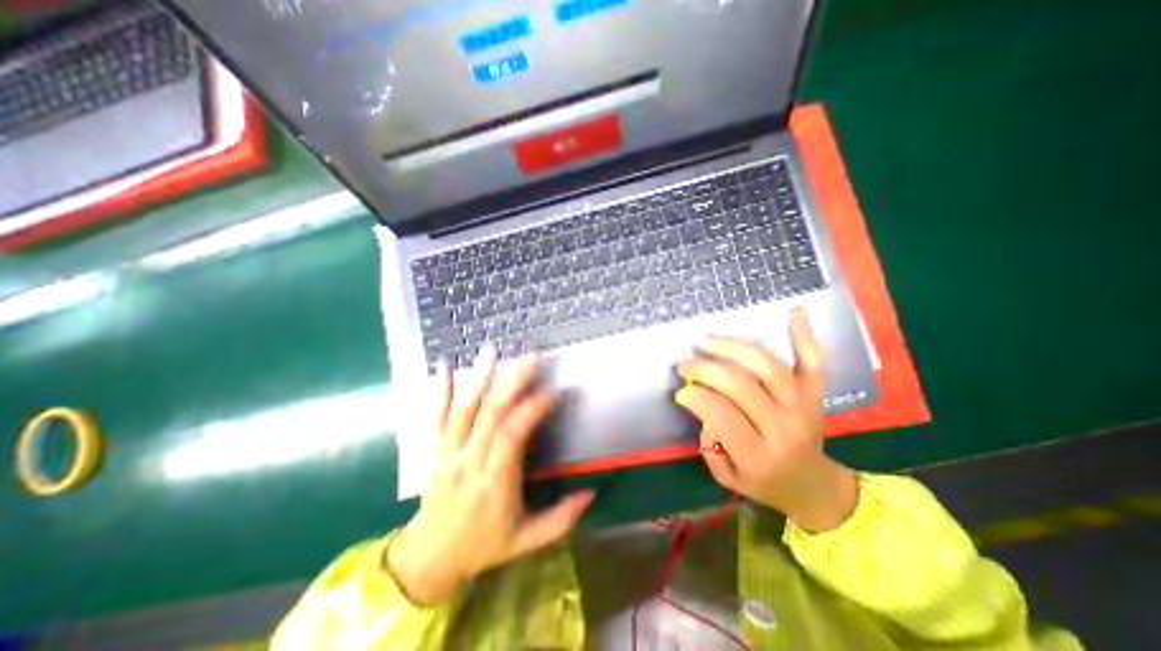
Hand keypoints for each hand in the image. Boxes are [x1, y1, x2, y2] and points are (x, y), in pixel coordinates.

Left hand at [387, 352, 592, 604]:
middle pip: (490, 415)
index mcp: (494, 485)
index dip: (532, 410)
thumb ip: (561, 519)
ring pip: (463, 410)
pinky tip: (445, 365)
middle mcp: (468, 463)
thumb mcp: (527, 541)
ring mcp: (446, 454)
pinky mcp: (432, 450)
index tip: (553, 390)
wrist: (428, 558)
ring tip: (492, 350)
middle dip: (513, 381)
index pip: (512, 437)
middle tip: (530, 356)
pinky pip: (434, 417)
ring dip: (479, 377)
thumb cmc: (483, 546)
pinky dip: (439, 390)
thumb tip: (592, 492)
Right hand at [677, 311, 855, 532]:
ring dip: (732, 347)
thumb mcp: (728, 478)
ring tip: (706, 340)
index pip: (721, 415)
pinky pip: (813, 361)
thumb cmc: (765, 483)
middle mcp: (784, 427)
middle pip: (740, 385)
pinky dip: (804, 335)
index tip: (680, 391)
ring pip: (767, 366)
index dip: (695, 397)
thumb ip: (709, 446)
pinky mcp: (816, 394)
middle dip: (704, 368)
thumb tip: (699, 408)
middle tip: (685, 364)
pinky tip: (795, 312)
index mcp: (759, 454)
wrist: (814, 486)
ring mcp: (803, 406)